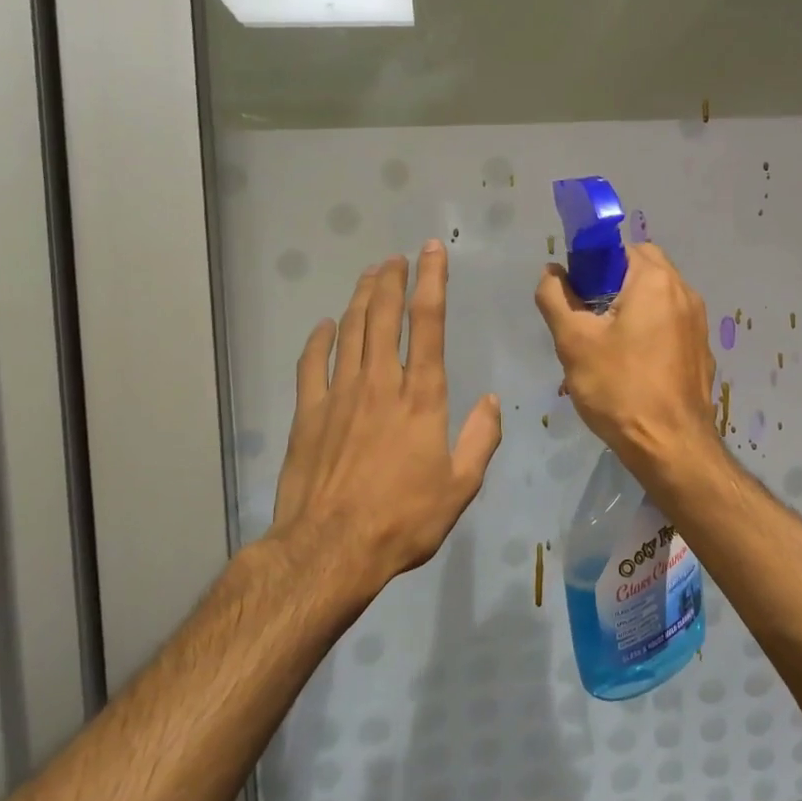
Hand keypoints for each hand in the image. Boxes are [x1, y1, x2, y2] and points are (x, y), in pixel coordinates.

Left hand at [273, 243, 501, 586]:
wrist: (332, 548)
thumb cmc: (404, 519)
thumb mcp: (460, 486)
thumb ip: (480, 439)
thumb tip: (493, 402)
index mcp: (422, 396)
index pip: (429, 323)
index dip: (432, 282)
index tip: (431, 252)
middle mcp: (380, 382)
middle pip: (384, 316)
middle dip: (392, 280)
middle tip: (396, 257)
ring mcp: (339, 394)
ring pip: (350, 330)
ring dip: (361, 298)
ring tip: (370, 275)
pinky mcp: (308, 412)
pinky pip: (312, 363)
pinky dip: (319, 340)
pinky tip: (324, 325)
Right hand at [534, 242, 720, 476]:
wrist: (671, 446)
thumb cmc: (619, 388)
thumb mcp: (573, 341)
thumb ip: (556, 297)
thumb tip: (552, 272)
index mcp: (656, 281)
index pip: (620, 248)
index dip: (592, 265)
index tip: (575, 295)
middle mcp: (684, 293)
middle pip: (641, 270)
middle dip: (611, 286)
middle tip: (586, 321)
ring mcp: (697, 324)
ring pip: (656, 299)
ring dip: (629, 310)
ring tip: (604, 347)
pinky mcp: (700, 351)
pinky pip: (669, 326)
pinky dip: (648, 333)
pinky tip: (630, 367)